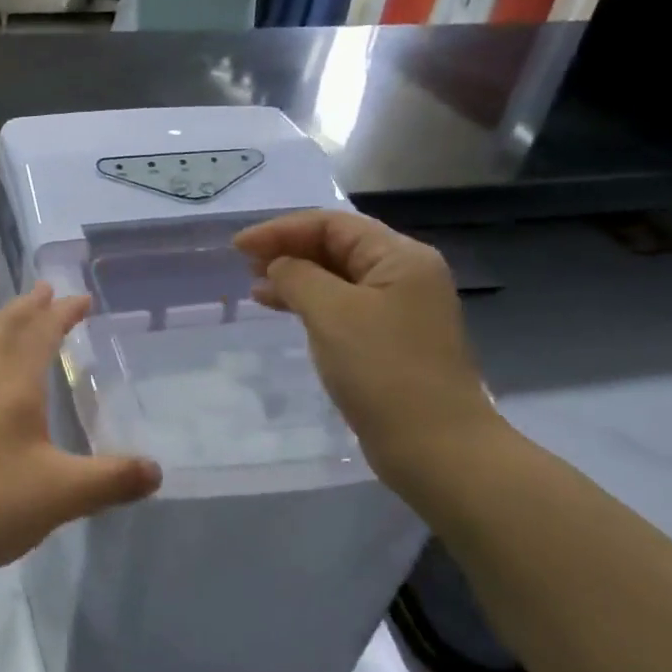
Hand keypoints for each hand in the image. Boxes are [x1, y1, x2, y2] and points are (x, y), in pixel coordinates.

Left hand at [0, 283, 162, 591]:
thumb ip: (112, 479)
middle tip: (45, 290)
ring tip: (11, 319)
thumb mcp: (63, 494)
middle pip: (2, 329)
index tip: (82, 299)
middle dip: (27, 307)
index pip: (38, 333)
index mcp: (11, 385)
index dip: (61, 313)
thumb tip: (156, 471)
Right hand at [233, 211, 501, 480]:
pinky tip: (283, 311)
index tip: (238, 248)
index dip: (281, 230)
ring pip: (336, 278)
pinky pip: (342, 307)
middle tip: (245, 266)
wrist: (434, 446)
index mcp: (400, 257)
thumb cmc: (383, 370)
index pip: (332, 224)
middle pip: (336, 246)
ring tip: (256, 288)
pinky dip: (310, 304)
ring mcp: (399, 309)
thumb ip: (298, 277)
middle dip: (288, 250)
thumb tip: (278, 266)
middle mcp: (404, 275)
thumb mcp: (332, 313)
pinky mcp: (389, 340)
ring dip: (295, 278)